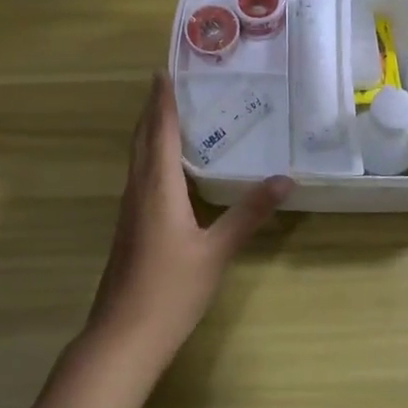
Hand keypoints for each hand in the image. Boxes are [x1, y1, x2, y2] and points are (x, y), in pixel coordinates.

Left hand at [86, 74, 290, 366]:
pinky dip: (150, 156)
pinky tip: (166, 169)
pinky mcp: (127, 227)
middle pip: (142, 138)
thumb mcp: (217, 252)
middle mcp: (138, 189)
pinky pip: (138, 176)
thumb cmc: (171, 290)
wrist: (123, 336)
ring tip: (170, 116)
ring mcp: (129, 209)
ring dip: (149, 131)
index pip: (158, 130)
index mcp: (157, 186)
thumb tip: (285, 179)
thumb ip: (249, 214)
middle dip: (152, 109)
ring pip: (137, 157)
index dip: (161, 99)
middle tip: (170, 84)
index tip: (163, 71)